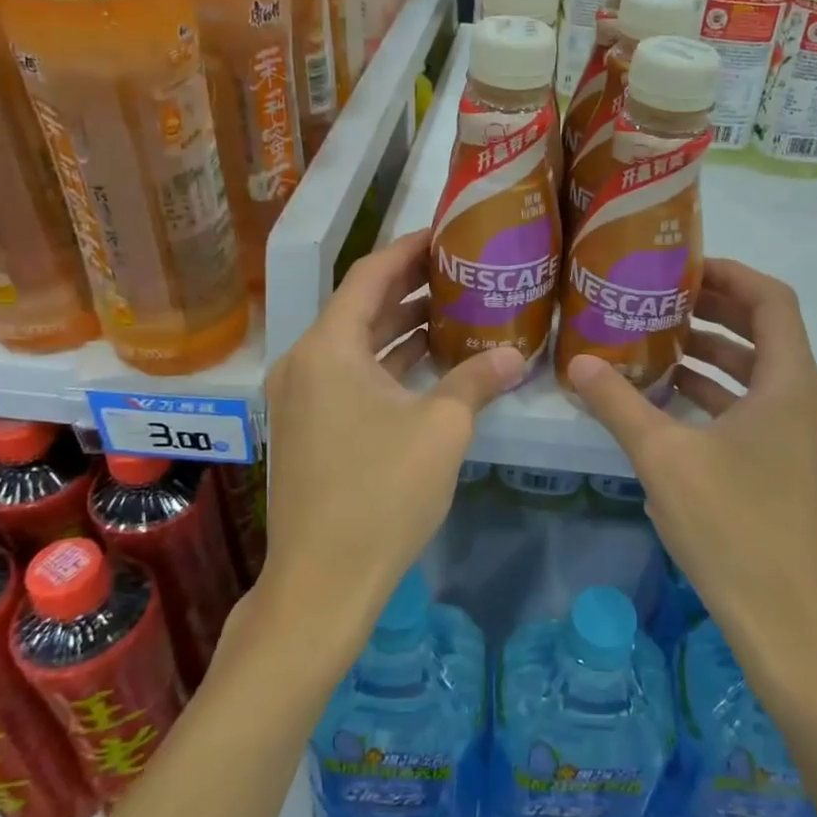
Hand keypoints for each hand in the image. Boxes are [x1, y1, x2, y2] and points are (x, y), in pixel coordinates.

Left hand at [260, 231, 523, 653]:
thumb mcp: (441, 429)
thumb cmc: (381, 493)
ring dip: (401, 328)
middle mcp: (304, 363)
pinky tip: (429, 364)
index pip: (370, 275)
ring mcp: (301, 398)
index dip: (409, 249)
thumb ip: (477, 380)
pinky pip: (350, 377)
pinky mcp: (308, 428)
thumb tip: (515, 353)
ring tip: (454, 310)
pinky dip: (388, 365)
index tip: (446, 234)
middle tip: (461, 271)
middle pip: (361, 307)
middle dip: (410, 288)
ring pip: (356, 346)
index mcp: (328, 348)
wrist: (322, 582)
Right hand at [567, 260, 816, 693]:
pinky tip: (675, 406)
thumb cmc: (732, 528)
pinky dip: (722, 397)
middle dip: (715, 313)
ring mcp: (807, 440)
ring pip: (762, 376)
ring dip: (715, 357)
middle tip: (661, 301)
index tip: (682, 268)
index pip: (772, 300)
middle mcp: (809, 403)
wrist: (790, 626)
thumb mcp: (664, 459)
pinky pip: (760, 411)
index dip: (730, 275)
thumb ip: (620, 405)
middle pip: (768, 334)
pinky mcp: (796, 470)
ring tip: (660, 347)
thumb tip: (577, 364)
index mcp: (791, 386)